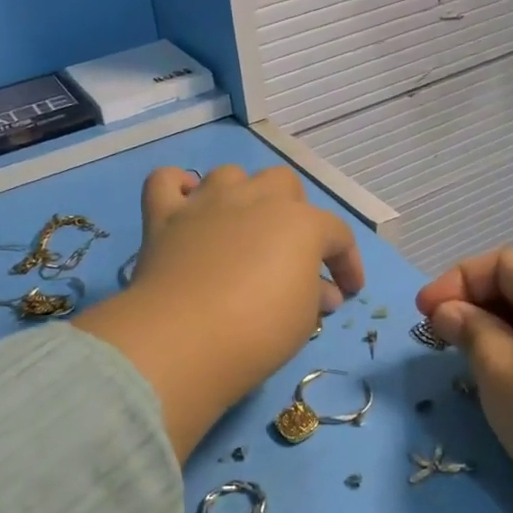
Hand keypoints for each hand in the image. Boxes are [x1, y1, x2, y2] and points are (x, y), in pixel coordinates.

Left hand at [76, 165, 364, 459]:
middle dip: (293, 211)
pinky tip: (186, 206)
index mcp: (302, 223)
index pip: (337, 234)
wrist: (185, 338)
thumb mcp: (304, 320)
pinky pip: (166, 180)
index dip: (348, 262)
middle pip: (284, 184)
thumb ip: (315, 296)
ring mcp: (207, 203)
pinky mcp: (164, 216)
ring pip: (231, 174)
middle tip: (289, 251)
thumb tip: (322, 291)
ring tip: (240, 226)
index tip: (348, 290)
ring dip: (241, 194)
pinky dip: (177, 187)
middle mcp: (256, 199)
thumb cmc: (259, 330)